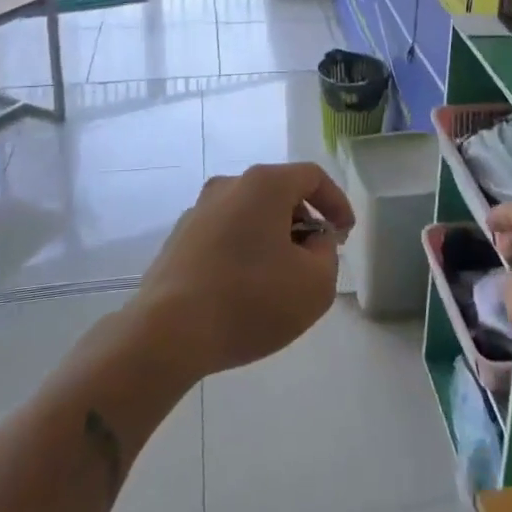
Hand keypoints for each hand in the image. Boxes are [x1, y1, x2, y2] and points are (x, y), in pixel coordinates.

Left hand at [134, 163, 354, 381]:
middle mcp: (229, 186)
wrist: (166, 334)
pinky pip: (224, 235)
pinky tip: (245, 288)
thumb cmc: (250, 301)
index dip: (336, 202)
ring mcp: (198, 211)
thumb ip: (327, 254)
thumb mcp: (315, 285)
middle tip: (316, 256)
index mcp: (264, 184)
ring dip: (272, 237)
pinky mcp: (178, 239)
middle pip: (279, 192)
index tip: (345, 234)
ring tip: (280, 278)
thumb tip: (313, 242)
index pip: (312, 176)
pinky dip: (243, 251)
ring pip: (249, 214)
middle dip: (303, 221)